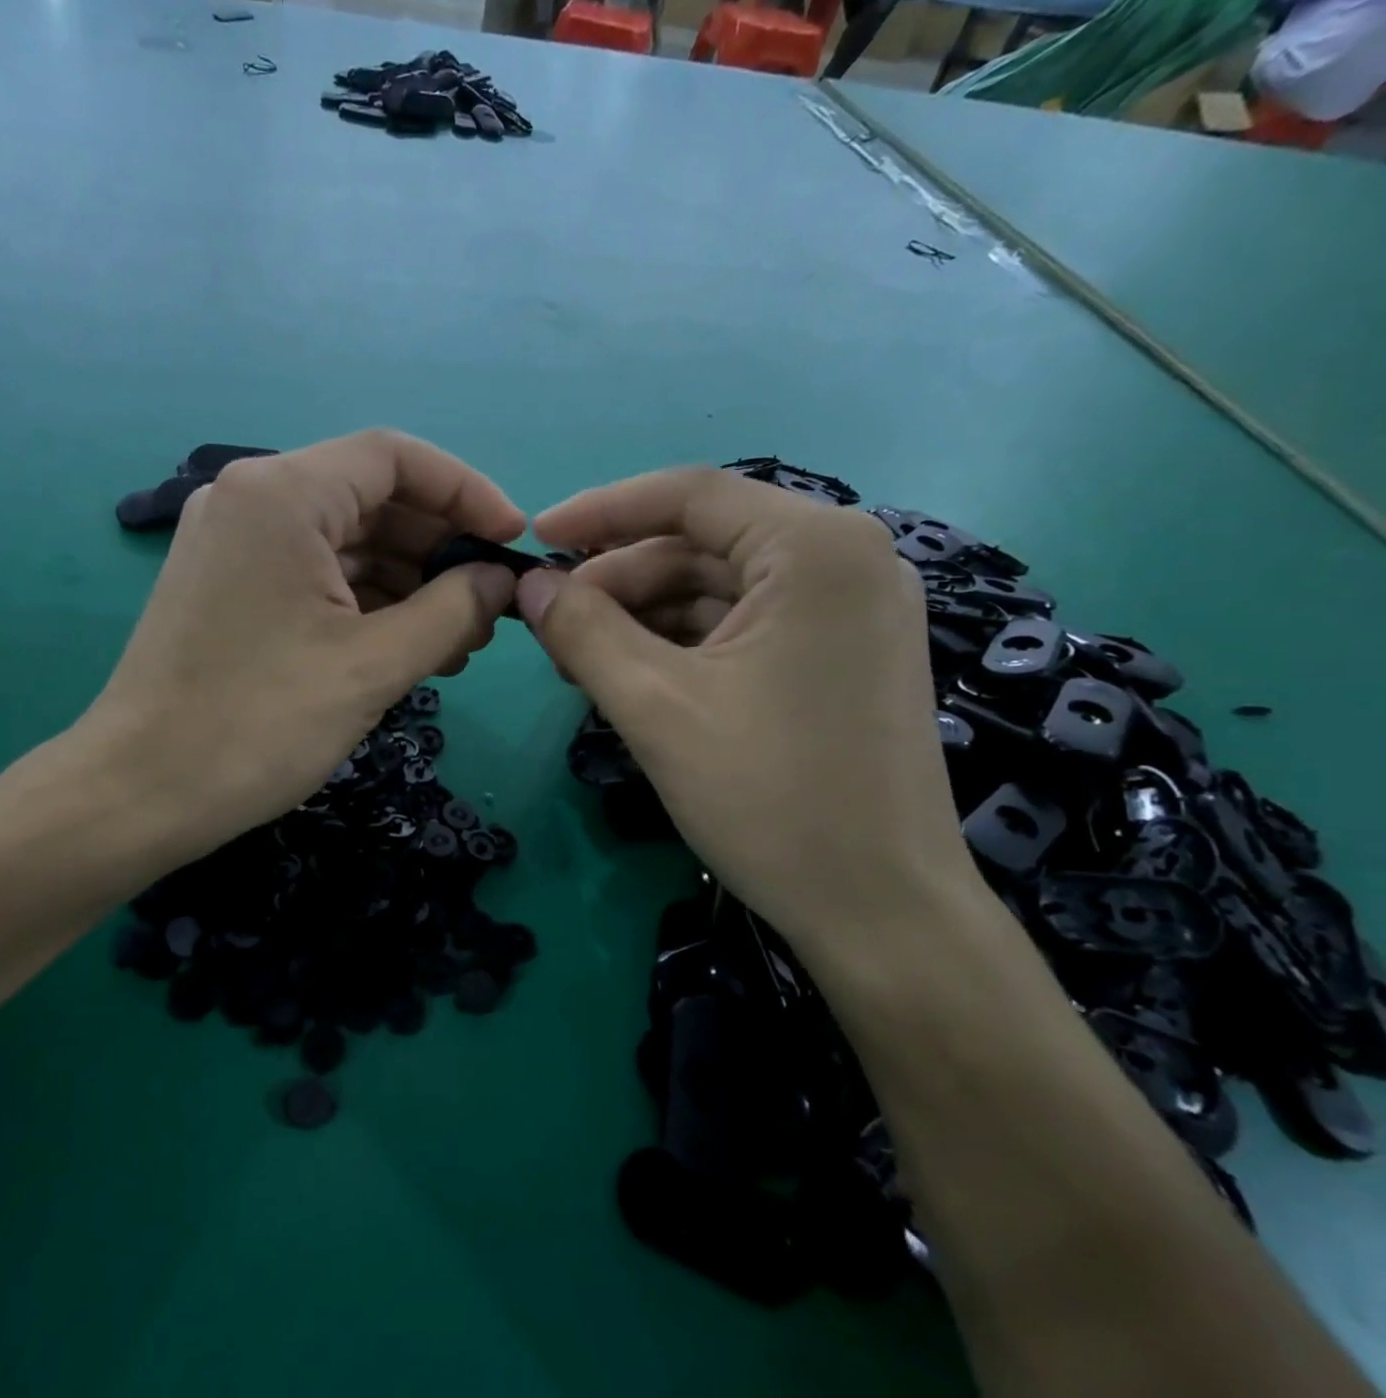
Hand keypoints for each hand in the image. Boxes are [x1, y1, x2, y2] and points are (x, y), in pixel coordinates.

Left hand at [69, 430, 523, 869]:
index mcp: (282, 494)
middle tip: (490, 607)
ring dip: (408, 582)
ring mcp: (234, 542)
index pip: (395, 457)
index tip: (513, 541)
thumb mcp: (373, 666)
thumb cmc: (258, 724)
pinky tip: (407, 646)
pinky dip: (366, 601)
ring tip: (459, 641)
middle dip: (439, 548)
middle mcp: (252, 499)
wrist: (138, 794)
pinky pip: (315, 573)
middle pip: (372, 497)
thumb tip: (502, 581)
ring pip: (346, 540)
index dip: (467, 491)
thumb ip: (454, 610)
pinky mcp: (229, 584)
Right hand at [514, 468, 976, 951]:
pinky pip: (743, 626)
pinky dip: (681, 644)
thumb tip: (529, 584)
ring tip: (579, 658)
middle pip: (701, 543)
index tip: (535, 539)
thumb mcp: (655, 706)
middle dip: (618, 580)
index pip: (688, 495)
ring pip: (717, 588)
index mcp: (816, 548)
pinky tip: (631, 676)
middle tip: (551, 623)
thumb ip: (582, 631)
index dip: (600, 511)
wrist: (881, 915)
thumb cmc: (770, 797)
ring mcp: (850, 612)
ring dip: (642, 616)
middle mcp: (845, 560)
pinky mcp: (841, 656)